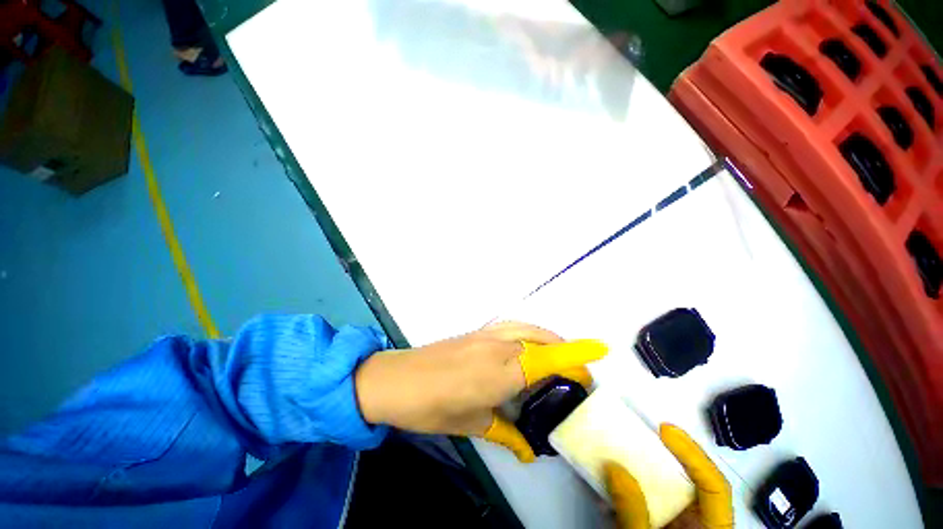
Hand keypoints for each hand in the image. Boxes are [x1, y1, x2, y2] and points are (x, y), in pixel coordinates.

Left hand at [354, 321, 606, 461]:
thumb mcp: (471, 425)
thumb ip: (505, 433)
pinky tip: (526, 345)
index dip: (575, 353)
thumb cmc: (431, 406)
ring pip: (526, 328)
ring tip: (558, 354)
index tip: (600, 349)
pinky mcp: (475, 331)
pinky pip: (511, 326)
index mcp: (500, 373)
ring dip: (548, 337)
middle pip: (541, 340)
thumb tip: (530, 451)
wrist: (394, 378)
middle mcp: (496, 347)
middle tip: (576, 371)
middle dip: (565, 350)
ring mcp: (485, 335)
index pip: (546, 358)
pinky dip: (528, 331)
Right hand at [604, 424, 732, 528]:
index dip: (693, 454)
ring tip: (619, 451)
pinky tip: (608, 486)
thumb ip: (634, 513)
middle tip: (637, 433)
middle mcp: (698, 525)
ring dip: (640, 468)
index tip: (664, 430)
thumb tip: (614, 468)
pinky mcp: (659, 525)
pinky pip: (646, 499)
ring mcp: (678, 525)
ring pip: (665, 488)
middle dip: (662, 455)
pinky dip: (628, 488)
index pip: (714, 486)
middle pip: (688, 481)